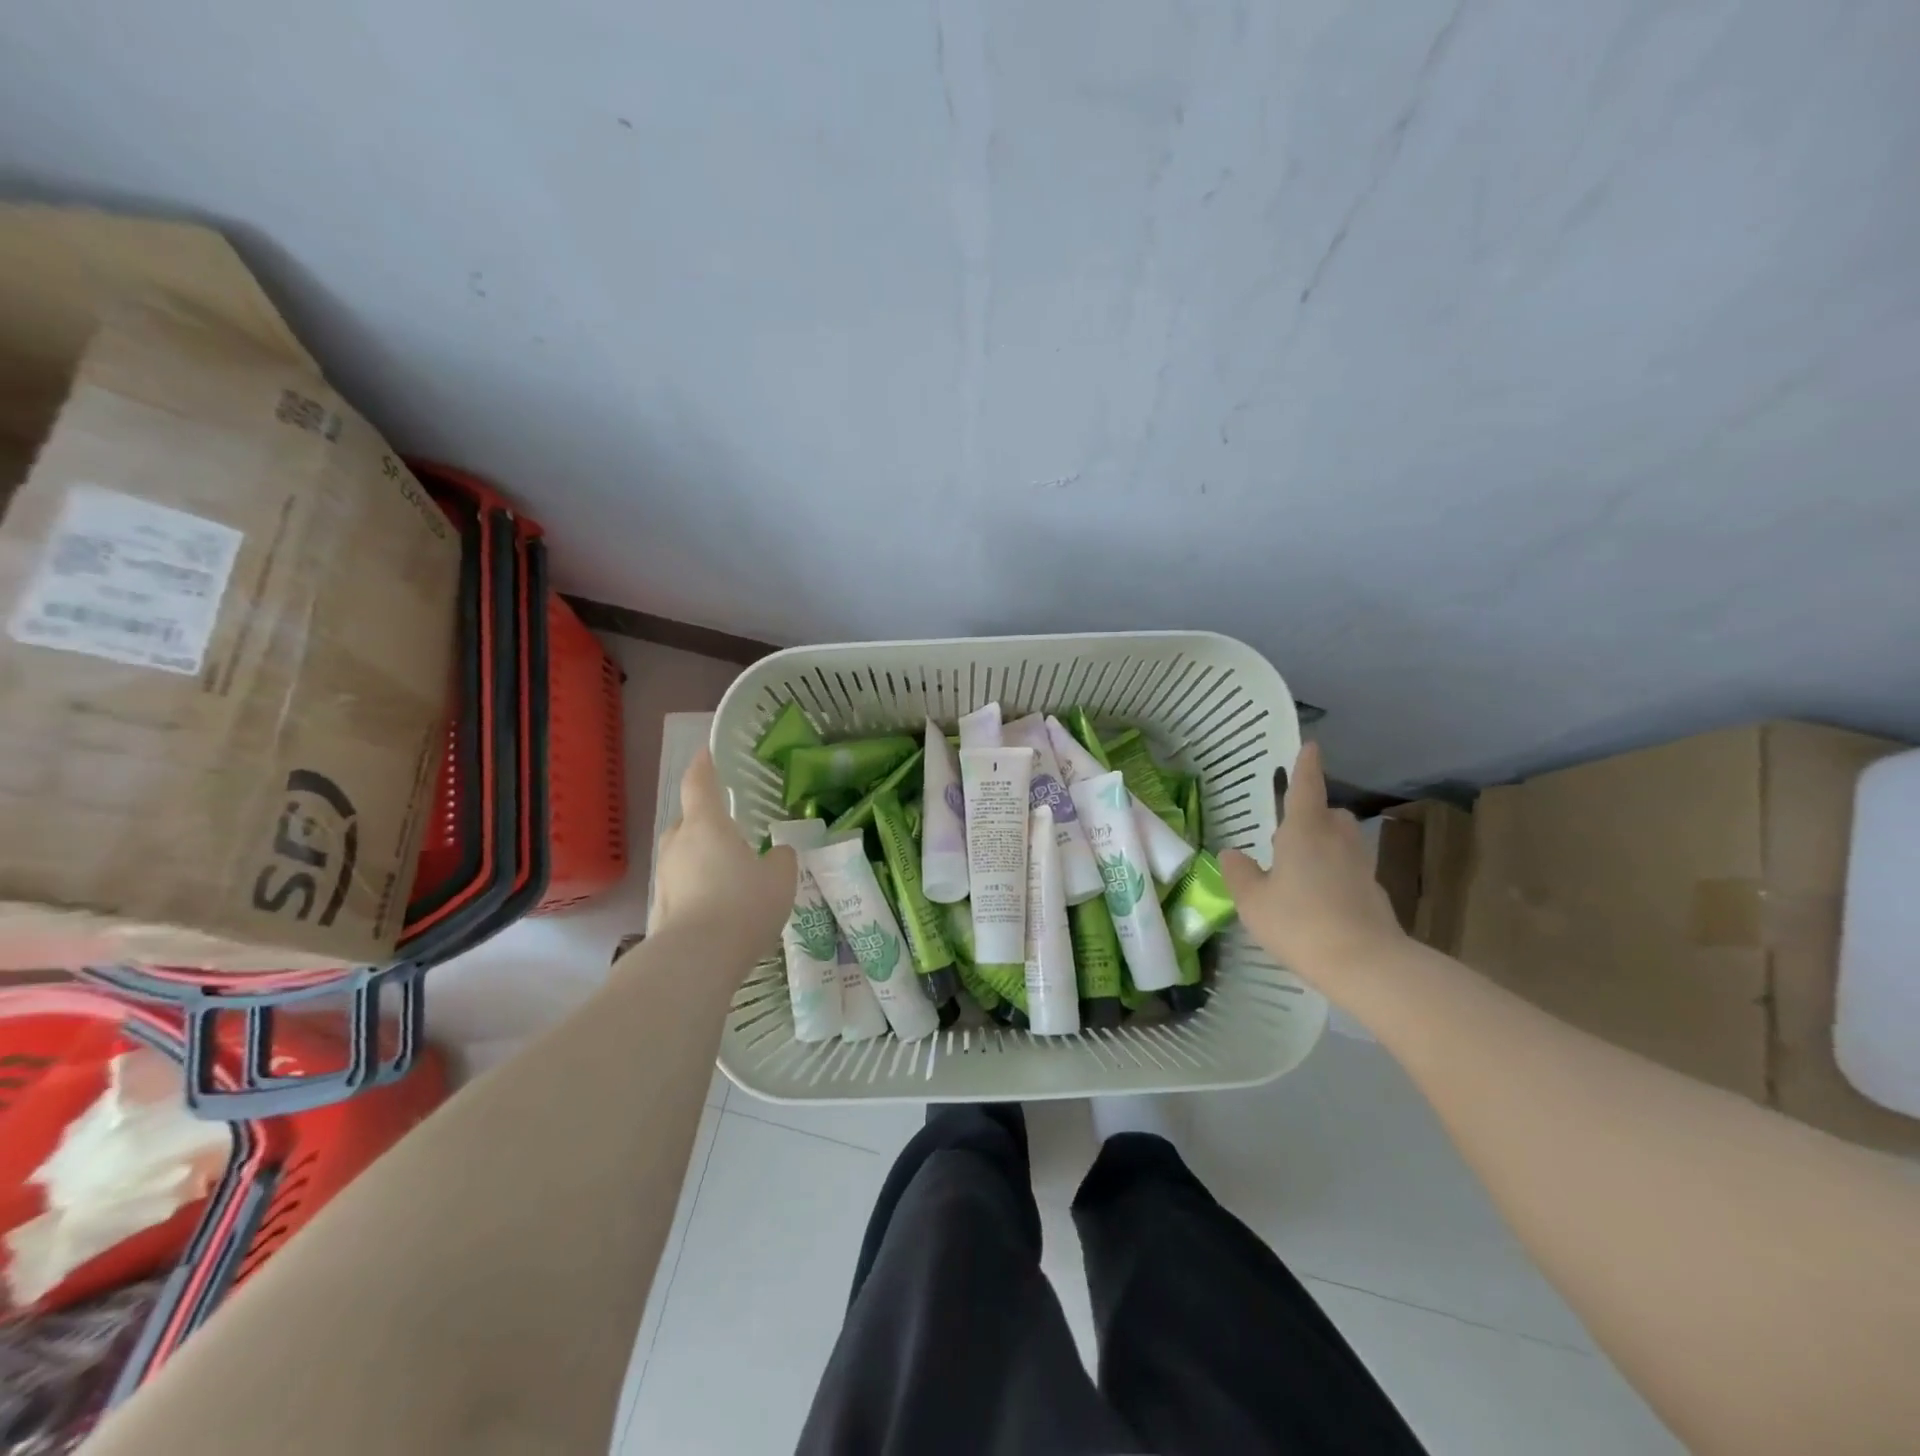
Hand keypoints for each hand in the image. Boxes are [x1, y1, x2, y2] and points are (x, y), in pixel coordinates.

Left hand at [648, 748, 795, 957]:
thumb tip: (777, 854)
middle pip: (687, 821)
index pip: (699, 783)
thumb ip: (781, 859)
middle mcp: (679, 844)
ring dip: (700, 857)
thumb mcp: (780, 879)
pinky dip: (696, 887)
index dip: (704, 765)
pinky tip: (717, 905)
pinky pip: (682, 886)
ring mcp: (664, 877)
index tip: (707, 752)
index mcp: (707, 824)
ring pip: (683, 855)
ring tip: (727, 871)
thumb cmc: (743, 905)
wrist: (696, 959)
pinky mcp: (660, 908)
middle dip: (704, 820)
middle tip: (729, 827)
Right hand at [1220, 741, 1406, 985]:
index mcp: (1304, 832)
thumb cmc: (1300, 923)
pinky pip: (1350, 870)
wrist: (1365, 964)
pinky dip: (1336, 875)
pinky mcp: (1374, 893)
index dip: (1305, 766)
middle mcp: (1336, 840)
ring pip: (1343, 841)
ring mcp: (1360, 866)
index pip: (1306, 788)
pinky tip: (1319, 900)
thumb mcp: (1254, 901)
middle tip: (1289, 834)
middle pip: (1329, 814)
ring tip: (1301, 869)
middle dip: (1313, 816)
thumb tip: (1232, 853)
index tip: (1311, 746)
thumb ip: (1240, 874)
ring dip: (1326, 845)